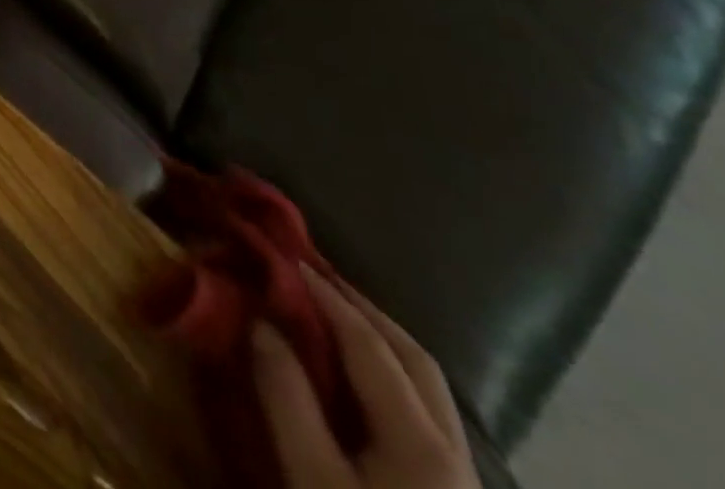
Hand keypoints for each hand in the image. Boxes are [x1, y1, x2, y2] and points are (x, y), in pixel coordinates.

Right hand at [253, 269, 477, 488]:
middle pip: (414, 359)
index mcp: (421, 443)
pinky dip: (390, 374)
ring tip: (331, 313)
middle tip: (313, 276)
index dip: (326, 295)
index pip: (369, 344)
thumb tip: (261, 322)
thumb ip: (287, 398)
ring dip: (380, 339)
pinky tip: (359, 376)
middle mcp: (454, 452)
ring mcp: (463, 480)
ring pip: (428, 387)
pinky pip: (425, 412)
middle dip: (364, 309)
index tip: (286, 258)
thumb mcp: (313, 482)